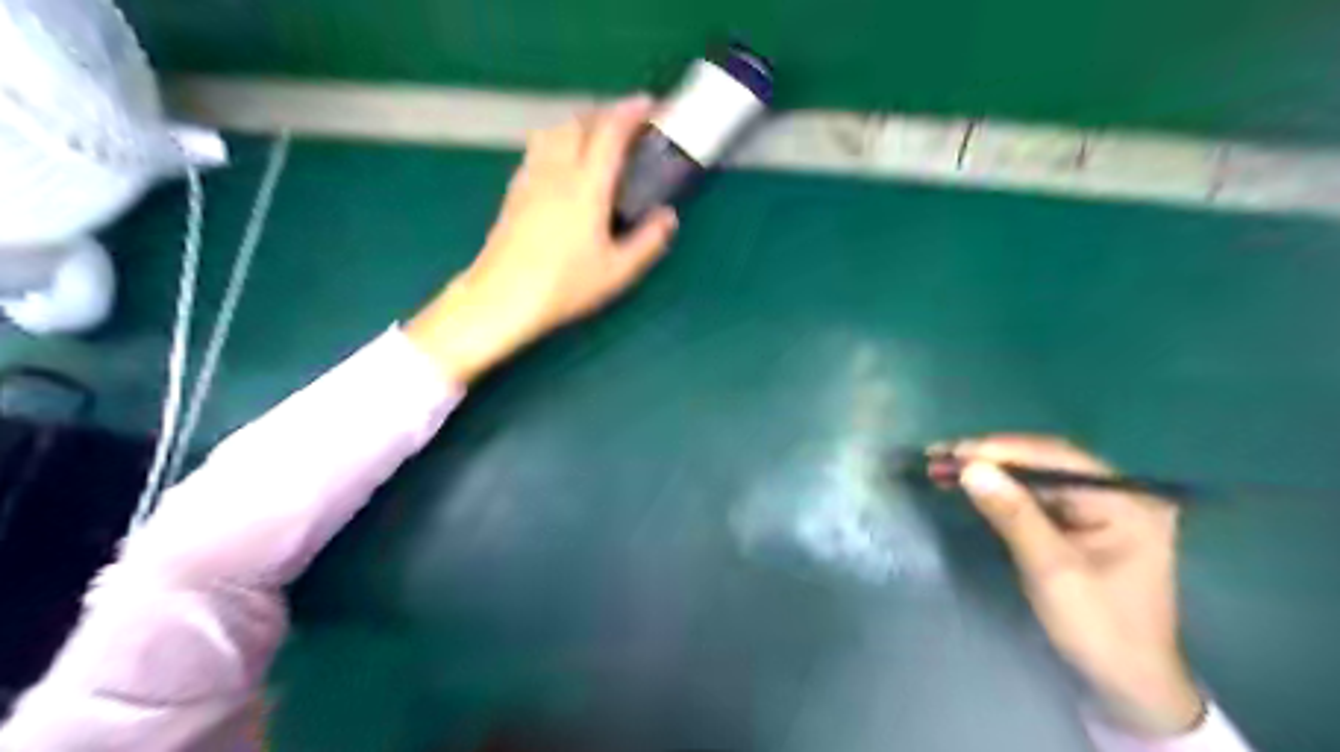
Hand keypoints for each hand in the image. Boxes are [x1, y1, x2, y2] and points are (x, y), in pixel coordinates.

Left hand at [405, 94, 682, 383]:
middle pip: (579, 120)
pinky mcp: (514, 191)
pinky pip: (538, 149)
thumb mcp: (617, 272)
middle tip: (627, 126)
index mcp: (587, 186)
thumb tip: (668, 217)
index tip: (650, 105)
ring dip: (580, 124)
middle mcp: (556, 171)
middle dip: (606, 113)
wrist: (502, 297)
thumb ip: (648, 241)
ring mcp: (530, 178)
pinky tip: (564, 165)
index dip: (632, 112)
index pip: (611, 132)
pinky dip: (558, 141)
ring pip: (554, 130)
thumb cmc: (563, 286)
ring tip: (597, 140)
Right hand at [945, 434, 1211, 734]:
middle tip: (940, 456)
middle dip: (991, 458)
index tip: (953, 452)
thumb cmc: (1098, 627)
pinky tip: (972, 483)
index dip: (1001, 451)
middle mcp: (1117, 494)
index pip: (1057, 459)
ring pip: (1036, 475)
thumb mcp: (1052, 569)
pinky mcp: (1081, 520)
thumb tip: (970, 468)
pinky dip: (1002, 489)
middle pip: (1045, 461)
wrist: (1127, 683)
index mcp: (1127, 501)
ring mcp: (1101, 506)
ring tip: (945, 465)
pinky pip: (1036, 494)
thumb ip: (1013, 514)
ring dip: (992, 470)